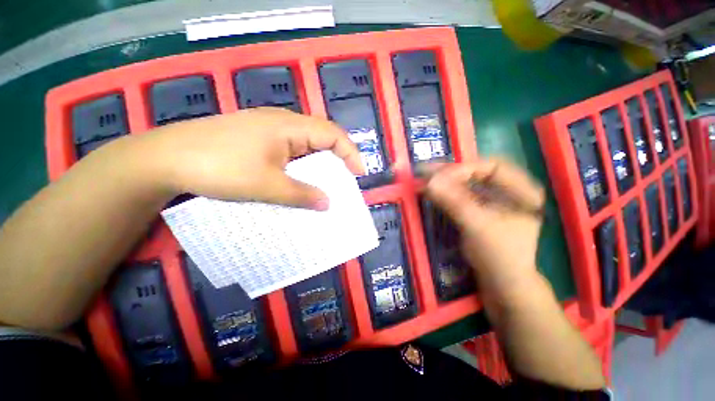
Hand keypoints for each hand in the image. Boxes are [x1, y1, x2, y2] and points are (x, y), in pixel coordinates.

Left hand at [141, 107, 363, 209]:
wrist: (165, 158)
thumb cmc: (219, 167)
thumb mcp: (267, 185)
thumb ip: (302, 194)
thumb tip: (328, 203)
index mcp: (289, 126)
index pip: (333, 134)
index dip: (350, 153)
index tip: (359, 175)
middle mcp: (283, 123)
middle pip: (321, 137)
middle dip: (337, 159)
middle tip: (344, 181)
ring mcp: (269, 130)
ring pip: (306, 145)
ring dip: (318, 164)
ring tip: (324, 183)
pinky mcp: (258, 139)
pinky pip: (290, 150)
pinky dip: (302, 165)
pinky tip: (298, 179)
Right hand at [424, 160, 544, 299]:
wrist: (503, 286)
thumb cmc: (499, 255)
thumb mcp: (477, 225)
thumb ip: (453, 201)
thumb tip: (429, 181)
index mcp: (522, 190)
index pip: (491, 166)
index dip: (464, 169)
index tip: (439, 177)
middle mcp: (510, 191)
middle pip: (477, 173)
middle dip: (450, 173)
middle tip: (425, 171)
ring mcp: (495, 201)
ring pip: (467, 184)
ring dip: (445, 181)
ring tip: (424, 178)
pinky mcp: (481, 211)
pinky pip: (462, 195)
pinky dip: (446, 193)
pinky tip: (433, 192)